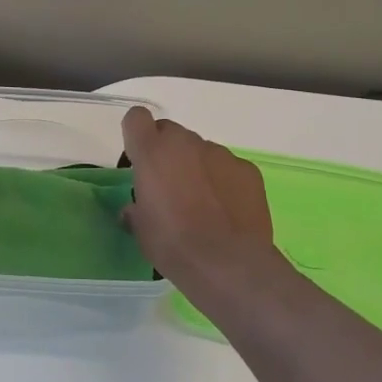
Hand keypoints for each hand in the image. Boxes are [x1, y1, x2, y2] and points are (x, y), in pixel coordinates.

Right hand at [122, 107, 275, 297]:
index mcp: (152, 152)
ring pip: (200, 150)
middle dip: (166, 152)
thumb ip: (135, 210)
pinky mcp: (247, 169)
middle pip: (170, 132)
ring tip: (202, 204)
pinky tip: (226, 211)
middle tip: (168, 187)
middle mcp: (186, 143)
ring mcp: (220, 153)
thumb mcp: (140, 230)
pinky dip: (223, 181)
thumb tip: (134, 209)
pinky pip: (227, 167)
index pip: (137, 118)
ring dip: (196, 167)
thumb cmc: (173, 244)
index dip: (136, 135)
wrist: (228, 264)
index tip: (138, 160)